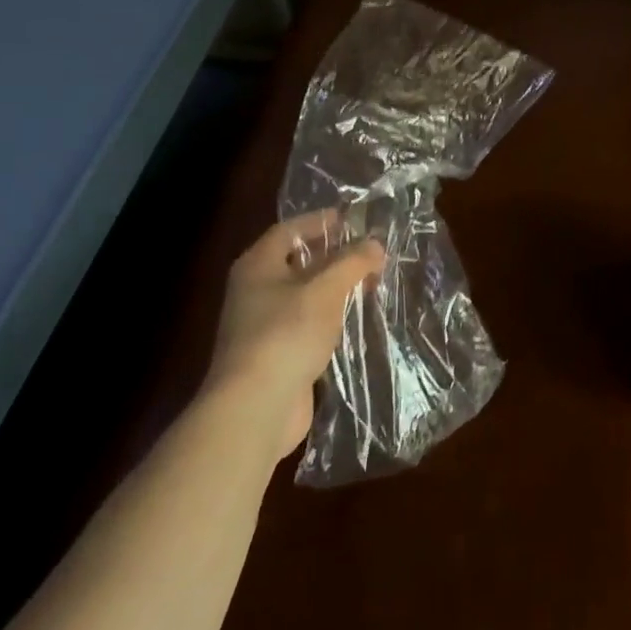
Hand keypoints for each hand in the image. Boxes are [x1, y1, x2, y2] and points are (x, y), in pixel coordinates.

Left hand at [205, 211, 385, 459]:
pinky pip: (307, 326)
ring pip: (305, 296)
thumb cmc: (286, 334)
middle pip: (298, 262)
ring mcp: (263, 327)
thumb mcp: (326, 289)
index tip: (352, 219)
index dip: (320, 221)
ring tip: (370, 283)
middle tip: (370, 252)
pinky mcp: (276, 357)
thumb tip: (376, 243)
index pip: (289, 229)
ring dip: (335, 289)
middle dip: (334, 256)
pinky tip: (355, 320)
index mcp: (257, 266)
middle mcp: (255, 291)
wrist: (255, 410)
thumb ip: (353, 261)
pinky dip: (330, 319)